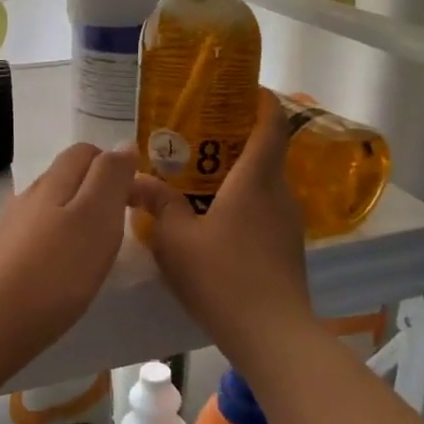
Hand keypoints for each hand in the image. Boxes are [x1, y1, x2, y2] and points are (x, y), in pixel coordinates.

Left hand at [0, 142, 136, 362]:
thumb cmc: (56, 269)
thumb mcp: (97, 216)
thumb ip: (111, 177)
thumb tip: (123, 145)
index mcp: (54, 181)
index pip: (86, 151)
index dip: (114, 165)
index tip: (135, 197)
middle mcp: (29, 196)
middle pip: (67, 177)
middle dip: (97, 190)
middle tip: (123, 224)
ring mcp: (13, 227)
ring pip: (53, 207)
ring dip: (79, 217)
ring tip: (99, 249)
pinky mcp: (5, 257)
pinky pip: (40, 236)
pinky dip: (61, 243)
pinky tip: (68, 270)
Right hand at [128, 91, 314, 354]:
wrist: (271, 334)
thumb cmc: (222, 276)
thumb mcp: (176, 238)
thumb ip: (158, 203)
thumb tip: (134, 180)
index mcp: (256, 180)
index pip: (271, 124)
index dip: (262, 100)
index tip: (242, 89)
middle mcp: (279, 194)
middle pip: (268, 152)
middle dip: (240, 137)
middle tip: (201, 135)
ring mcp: (289, 223)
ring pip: (266, 183)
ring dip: (240, 173)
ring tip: (202, 177)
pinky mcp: (289, 248)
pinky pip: (266, 210)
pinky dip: (245, 201)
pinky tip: (217, 220)